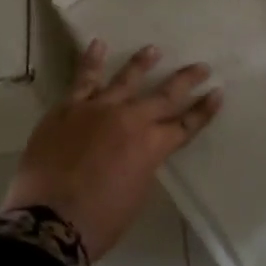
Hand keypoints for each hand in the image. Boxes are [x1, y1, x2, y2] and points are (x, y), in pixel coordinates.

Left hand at [2, 41, 222, 261]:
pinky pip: (83, 79)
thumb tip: (138, 150)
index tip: (217, 93)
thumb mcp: (136, 194)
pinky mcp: (68, 108)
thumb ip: (142, 165)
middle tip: (201, 66)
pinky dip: (91, 60)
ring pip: (125, 79)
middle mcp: (131, 120)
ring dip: (142, 63)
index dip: (203, 110)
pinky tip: (97, 45)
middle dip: (186, 80)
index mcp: (152, 147)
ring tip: (153, 49)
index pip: (186, 124)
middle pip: (164, 95)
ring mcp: (98, 109)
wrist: (49, 220)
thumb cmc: (100, 221)